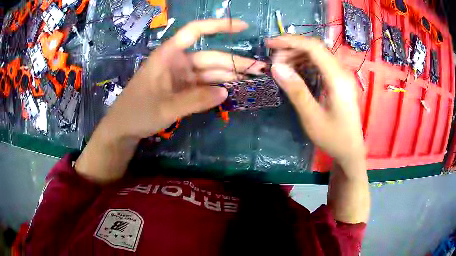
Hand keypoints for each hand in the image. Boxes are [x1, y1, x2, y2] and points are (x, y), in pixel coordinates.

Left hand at [104, 19, 265, 140]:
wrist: (123, 129)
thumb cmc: (136, 112)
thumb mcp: (165, 107)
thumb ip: (195, 100)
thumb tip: (225, 93)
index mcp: (168, 55)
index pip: (195, 32)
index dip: (219, 26)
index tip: (243, 27)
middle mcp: (177, 62)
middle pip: (210, 57)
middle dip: (234, 62)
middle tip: (259, 69)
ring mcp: (180, 77)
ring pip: (209, 72)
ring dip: (230, 76)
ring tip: (252, 80)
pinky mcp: (182, 90)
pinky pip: (203, 86)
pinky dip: (217, 88)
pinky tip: (233, 91)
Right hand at [266, 35, 365, 168]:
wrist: (351, 150)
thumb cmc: (334, 138)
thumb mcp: (312, 118)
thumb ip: (296, 91)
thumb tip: (276, 67)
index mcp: (337, 78)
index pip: (313, 47)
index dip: (290, 41)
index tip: (269, 44)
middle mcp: (342, 72)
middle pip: (315, 48)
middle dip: (292, 48)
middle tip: (273, 60)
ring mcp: (342, 76)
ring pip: (318, 55)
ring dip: (297, 55)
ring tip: (281, 65)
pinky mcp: (339, 81)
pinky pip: (321, 64)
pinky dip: (305, 63)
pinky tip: (295, 71)